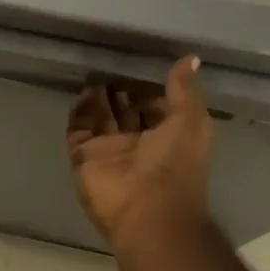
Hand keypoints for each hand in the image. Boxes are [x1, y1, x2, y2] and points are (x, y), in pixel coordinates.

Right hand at [66, 57, 211, 252]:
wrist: (147, 212)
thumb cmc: (175, 165)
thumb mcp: (190, 121)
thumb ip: (184, 89)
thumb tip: (191, 58)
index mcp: (166, 137)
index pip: (154, 108)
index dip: (148, 88)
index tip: (139, 63)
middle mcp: (137, 143)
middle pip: (125, 111)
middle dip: (119, 90)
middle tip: (111, 61)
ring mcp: (108, 150)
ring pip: (100, 117)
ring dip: (99, 97)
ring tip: (96, 71)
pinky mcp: (83, 156)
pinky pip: (78, 127)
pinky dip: (80, 109)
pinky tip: (85, 90)